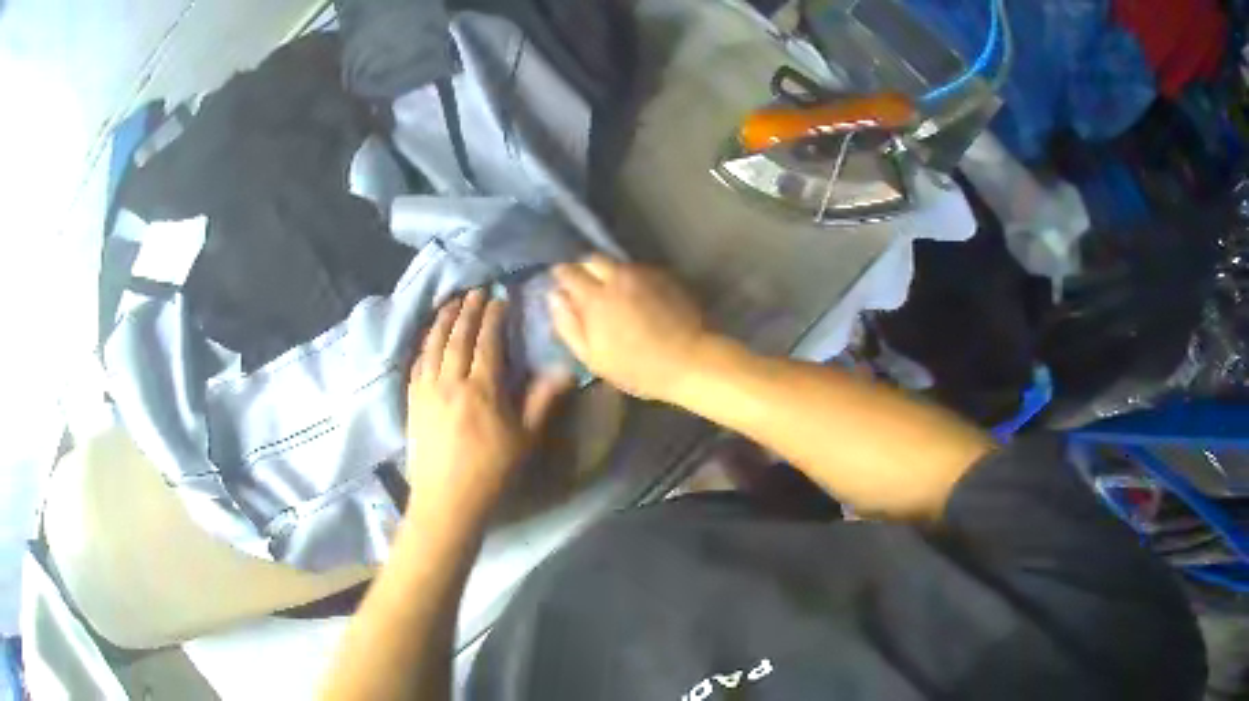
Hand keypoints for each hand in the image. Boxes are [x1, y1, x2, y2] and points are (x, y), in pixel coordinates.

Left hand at [406, 290, 570, 517]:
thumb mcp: (525, 439)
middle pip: (458, 337)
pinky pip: (417, 362)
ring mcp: (427, 390)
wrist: (447, 500)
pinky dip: (424, 343)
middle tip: (475, 291)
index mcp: (482, 389)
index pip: (487, 342)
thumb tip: (564, 370)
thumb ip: (542, 401)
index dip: (493, 317)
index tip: (499, 298)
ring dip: (443, 320)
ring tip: (451, 303)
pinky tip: (428, 337)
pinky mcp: (412, 401)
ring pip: (433, 344)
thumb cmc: (492, 472)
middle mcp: (450, 381)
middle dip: (467, 310)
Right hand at [548, 255, 706, 401]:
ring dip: (610, 273)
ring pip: (617, 263)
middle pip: (592, 258)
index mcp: (595, 297)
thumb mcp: (594, 358)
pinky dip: (632, 278)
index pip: (568, 271)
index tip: (560, 285)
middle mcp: (618, 276)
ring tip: (614, 294)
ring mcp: (644, 273)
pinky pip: (639, 270)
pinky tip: (638, 297)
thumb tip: (554, 297)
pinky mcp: (665, 276)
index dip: (560, 275)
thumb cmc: (639, 368)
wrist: (692, 360)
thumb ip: (569, 326)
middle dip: (585, 269)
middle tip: (586, 288)